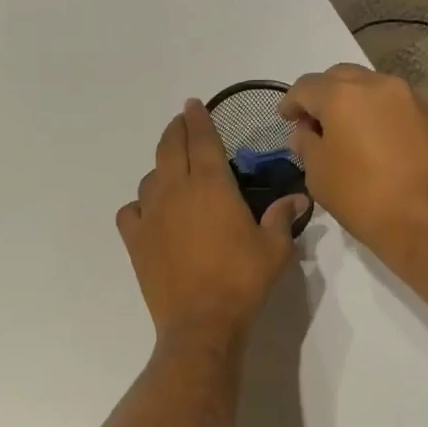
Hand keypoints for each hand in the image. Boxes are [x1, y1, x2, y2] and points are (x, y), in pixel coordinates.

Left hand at [116, 101, 308, 350]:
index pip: (201, 139)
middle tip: (182, 123)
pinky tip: (149, 213)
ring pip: (150, 178)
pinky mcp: (135, 240)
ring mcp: (150, 214)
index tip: (194, 105)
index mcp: (211, 184)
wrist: (200, 322)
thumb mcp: (274, 248)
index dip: (198, 119)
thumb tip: (297, 198)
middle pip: (169, 148)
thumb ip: (282, 217)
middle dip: (176, 130)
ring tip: (171, 172)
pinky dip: (139, 205)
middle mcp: (175, 190)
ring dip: (160, 168)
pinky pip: (130, 211)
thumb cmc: (242, 281)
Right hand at [280, 64, 427, 281]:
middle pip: (340, 77)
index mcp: (343, 96)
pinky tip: (374, 143)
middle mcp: (378, 85)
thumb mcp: (319, 176)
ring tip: (345, 133)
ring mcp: (410, 98)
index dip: (291, 103)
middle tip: (314, 123)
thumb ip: (307, 145)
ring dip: (352, 103)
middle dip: (322, 96)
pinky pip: (394, 106)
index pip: (306, 87)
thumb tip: (306, 132)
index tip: (286, 119)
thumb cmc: (364, 198)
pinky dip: (377, 116)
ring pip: (371, 88)